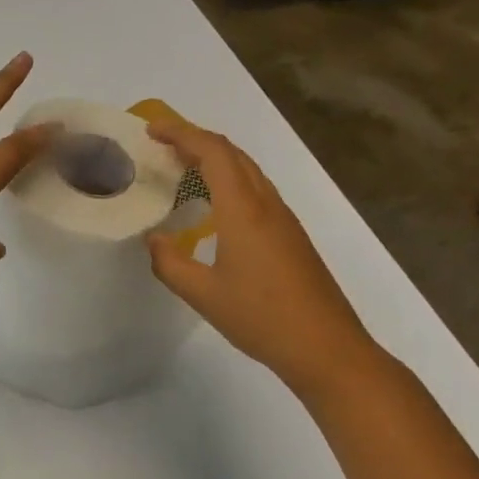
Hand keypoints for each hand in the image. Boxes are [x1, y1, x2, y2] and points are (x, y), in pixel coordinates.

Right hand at [144, 117, 385, 400]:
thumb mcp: (203, 294)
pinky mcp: (291, 235)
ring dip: (215, 158)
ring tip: (181, 167)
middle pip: (233, 154)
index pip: (213, 153)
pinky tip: (213, 204)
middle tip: (161, 144)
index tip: (152, 130)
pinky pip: (255, 189)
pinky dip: (229, 179)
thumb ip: (170, 262)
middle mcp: (266, 204)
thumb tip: (154, 239)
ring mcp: (283, 219)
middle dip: (196, 139)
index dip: (182, 133)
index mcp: (243, 210)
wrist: (327, 348)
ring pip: (247, 170)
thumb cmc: (262, 318)